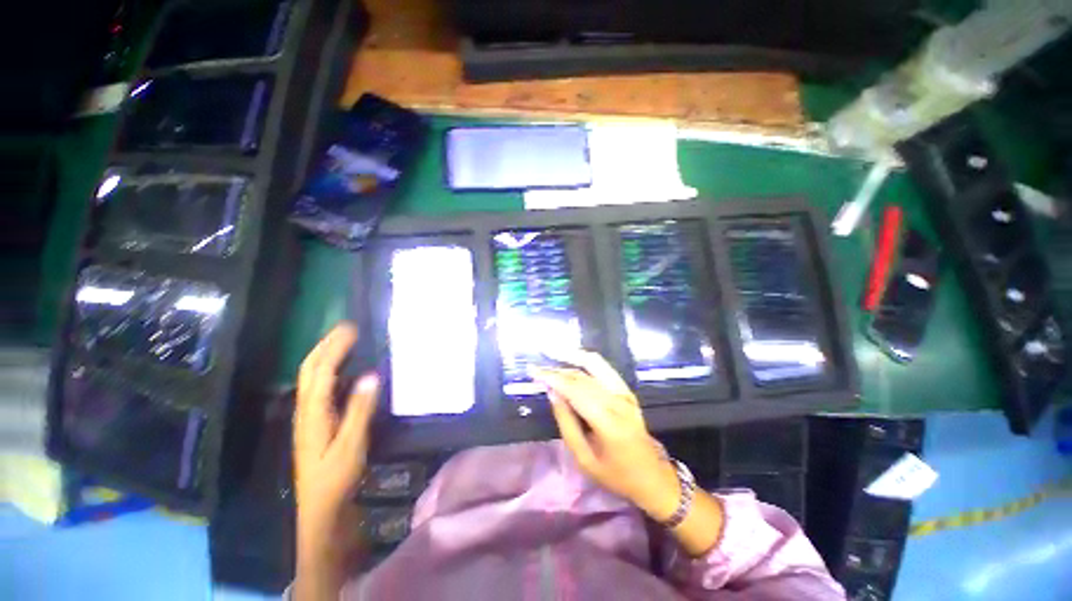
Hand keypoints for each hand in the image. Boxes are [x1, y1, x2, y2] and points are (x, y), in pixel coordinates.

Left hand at [294, 323, 379, 551]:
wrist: (320, 509)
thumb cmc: (336, 478)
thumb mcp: (351, 445)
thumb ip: (360, 410)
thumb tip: (372, 375)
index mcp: (312, 413)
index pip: (320, 372)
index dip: (334, 348)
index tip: (351, 328)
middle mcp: (306, 409)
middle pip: (309, 370)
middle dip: (326, 345)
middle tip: (347, 328)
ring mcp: (309, 416)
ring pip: (312, 377)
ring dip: (326, 354)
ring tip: (345, 340)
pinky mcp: (316, 422)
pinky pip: (321, 387)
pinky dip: (331, 370)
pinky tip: (346, 369)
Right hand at [532, 351, 680, 521]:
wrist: (651, 475)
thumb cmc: (615, 474)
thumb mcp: (583, 458)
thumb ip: (566, 423)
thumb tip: (552, 393)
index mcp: (607, 421)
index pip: (574, 390)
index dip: (552, 378)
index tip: (533, 371)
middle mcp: (617, 400)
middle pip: (582, 377)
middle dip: (557, 370)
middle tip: (537, 368)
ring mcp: (624, 392)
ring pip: (594, 366)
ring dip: (571, 357)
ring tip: (553, 352)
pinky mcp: (627, 390)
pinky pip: (604, 368)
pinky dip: (587, 360)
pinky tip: (574, 357)